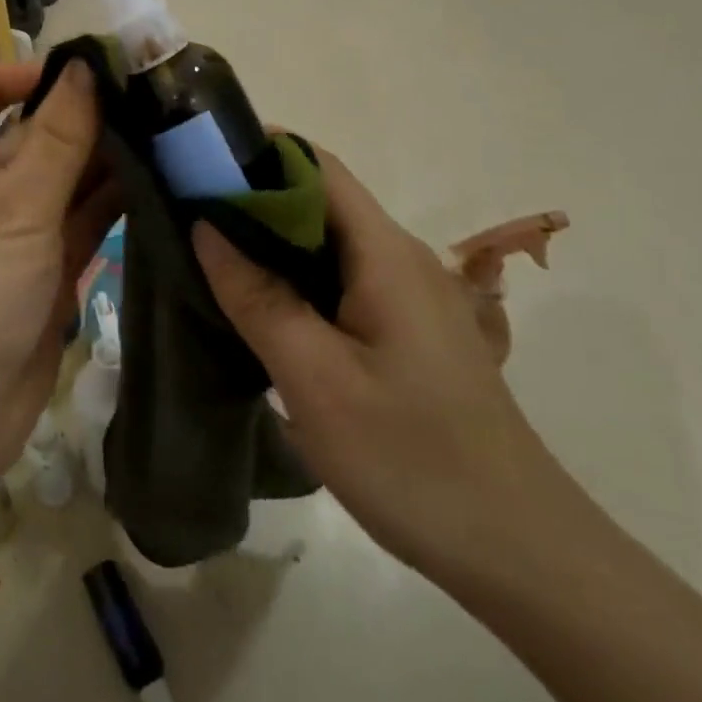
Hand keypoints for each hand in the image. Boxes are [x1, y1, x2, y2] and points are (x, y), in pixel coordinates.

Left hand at [0, 60, 120, 491]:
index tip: (73, 71)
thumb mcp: (15, 204)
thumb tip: (86, 66)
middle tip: (150, 96)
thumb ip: (57, 137)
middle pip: (33, 134)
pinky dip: (116, 202)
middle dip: (83, 116)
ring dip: (109, 158)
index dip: (14, 75)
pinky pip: (85, 220)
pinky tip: (162, 181)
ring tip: (169, 131)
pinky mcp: (50, 266)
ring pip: (67, 178)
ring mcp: (19, 229)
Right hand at [192, 148, 558, 573]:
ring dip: (269, 242)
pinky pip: (341, 283)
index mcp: (386, 253)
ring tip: (206, 254)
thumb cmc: (410, 457)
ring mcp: (409, 297)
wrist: (517, 549)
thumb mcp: (315, 377)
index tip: (196, 163)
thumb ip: (258, 296)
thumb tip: (206, 227)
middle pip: (320, 202)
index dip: (257, 152)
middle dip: (252, 197)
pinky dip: (293, 279)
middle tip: (184, 213)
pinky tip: (257, 307)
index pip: (317, 167)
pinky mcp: (407, 332)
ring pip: (328, 245)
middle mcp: (402, 259)